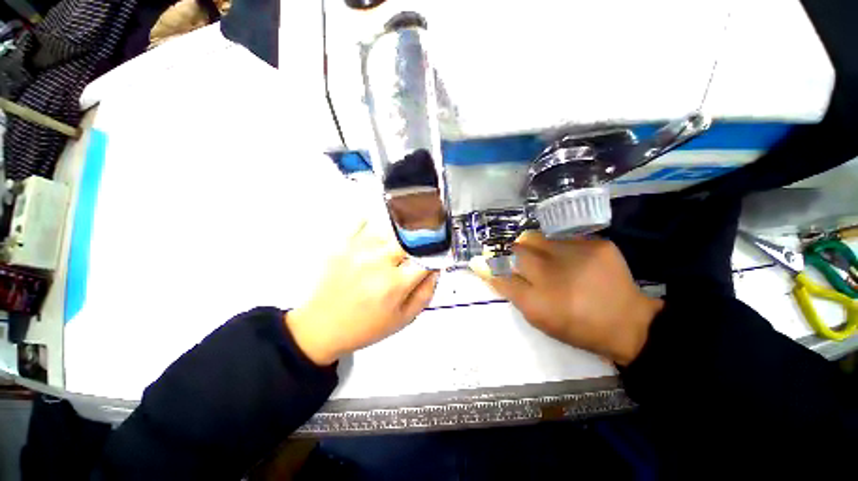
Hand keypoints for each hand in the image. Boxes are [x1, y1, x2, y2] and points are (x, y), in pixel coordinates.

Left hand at [287, 222, 438, 365]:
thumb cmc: (364, 327)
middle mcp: (377, 262)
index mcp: (394, 284)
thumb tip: (435, 269)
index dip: (436, 255)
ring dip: (400, 236)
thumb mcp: (404, 319)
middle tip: (417, 251)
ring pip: (391, 229)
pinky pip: (362, 222)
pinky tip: (378, 235)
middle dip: (419, 243)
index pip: (427, 257)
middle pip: (410, 238)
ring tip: (396, 248)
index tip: (437, 255)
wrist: (321, 327)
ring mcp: (358, 250)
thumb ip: (426, 292)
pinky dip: (374, 224)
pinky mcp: (342, 245)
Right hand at [469, 232, 662, 365]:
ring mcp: (578, 255)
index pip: (502, 276)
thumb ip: (512, 291)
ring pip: (537, 238)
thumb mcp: (539, 318)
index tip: (480, 262)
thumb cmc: (577, 327)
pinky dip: (560, 247)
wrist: (629, 323)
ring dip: (535, 247)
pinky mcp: (598, 244)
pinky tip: (572, 260)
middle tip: (521, 260)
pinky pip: (563, 238)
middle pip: (518, 251)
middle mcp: (554, 275)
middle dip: (513, 253)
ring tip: (549, 260)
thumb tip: (487, 269)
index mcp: (539, 302)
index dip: (489, 267)